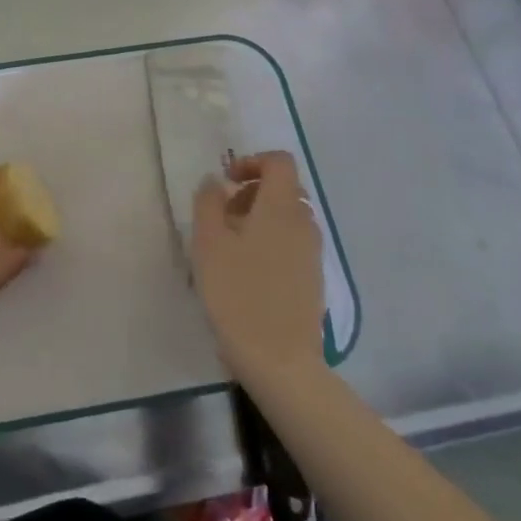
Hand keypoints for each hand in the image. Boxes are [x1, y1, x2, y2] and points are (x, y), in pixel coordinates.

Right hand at [192, 151, 325, 383]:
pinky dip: (270, 242)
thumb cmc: (238, 293)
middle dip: (252, 192)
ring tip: (229, 246)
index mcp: (281, 207)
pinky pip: (291, 243)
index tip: (226, 182)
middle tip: (222, 215)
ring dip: (259, 218)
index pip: (279, 162)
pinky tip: (246, 271)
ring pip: (287, 218)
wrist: (278, 359)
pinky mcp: (312, 278)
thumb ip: (209, 202)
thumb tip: (215, 182)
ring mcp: (312, 253)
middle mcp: (304, 223)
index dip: (252, 161)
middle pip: (284, 189)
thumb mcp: (208, 242)